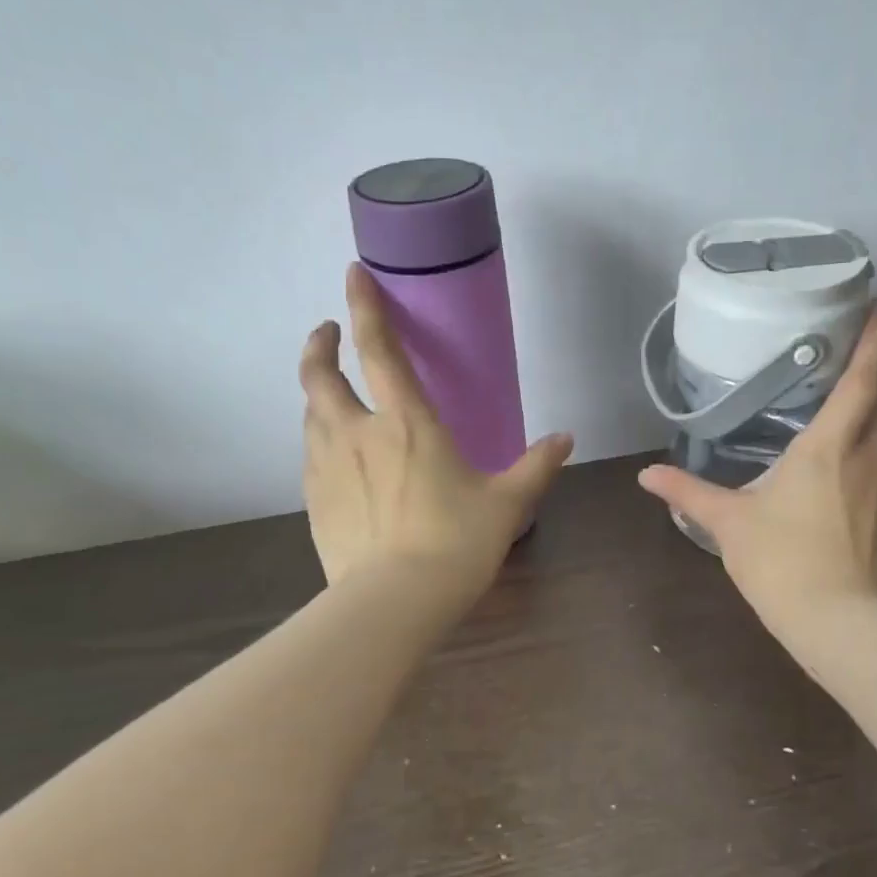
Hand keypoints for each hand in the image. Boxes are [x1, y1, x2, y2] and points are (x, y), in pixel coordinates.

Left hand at [299, 264, 573, 606]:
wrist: (394, 602)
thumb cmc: (455, 542)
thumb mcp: (506, 503)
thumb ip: (536, 466)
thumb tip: (565, 439)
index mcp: (407, 423)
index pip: (379, 350)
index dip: (365, 306)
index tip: (353, 274)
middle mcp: (358, 433)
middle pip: (321, 376)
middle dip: (320, 346)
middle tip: (328, 334)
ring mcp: (327, 467)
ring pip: (310, 414)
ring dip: (318, 394)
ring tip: (332, 393)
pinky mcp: (313, 501)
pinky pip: (311, 455)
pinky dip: (320, 439)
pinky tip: (335, 455)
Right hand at [637, 302, 876, 631]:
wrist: (838, 620)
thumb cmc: (782, 560)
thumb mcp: (728, 522)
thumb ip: (687, 492)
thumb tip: (646, 475)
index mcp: (829, 445)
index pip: (863, 379)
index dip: (876, 339)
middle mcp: (869, 454)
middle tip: (871, 335)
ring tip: (870, 381)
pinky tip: (867, 443)